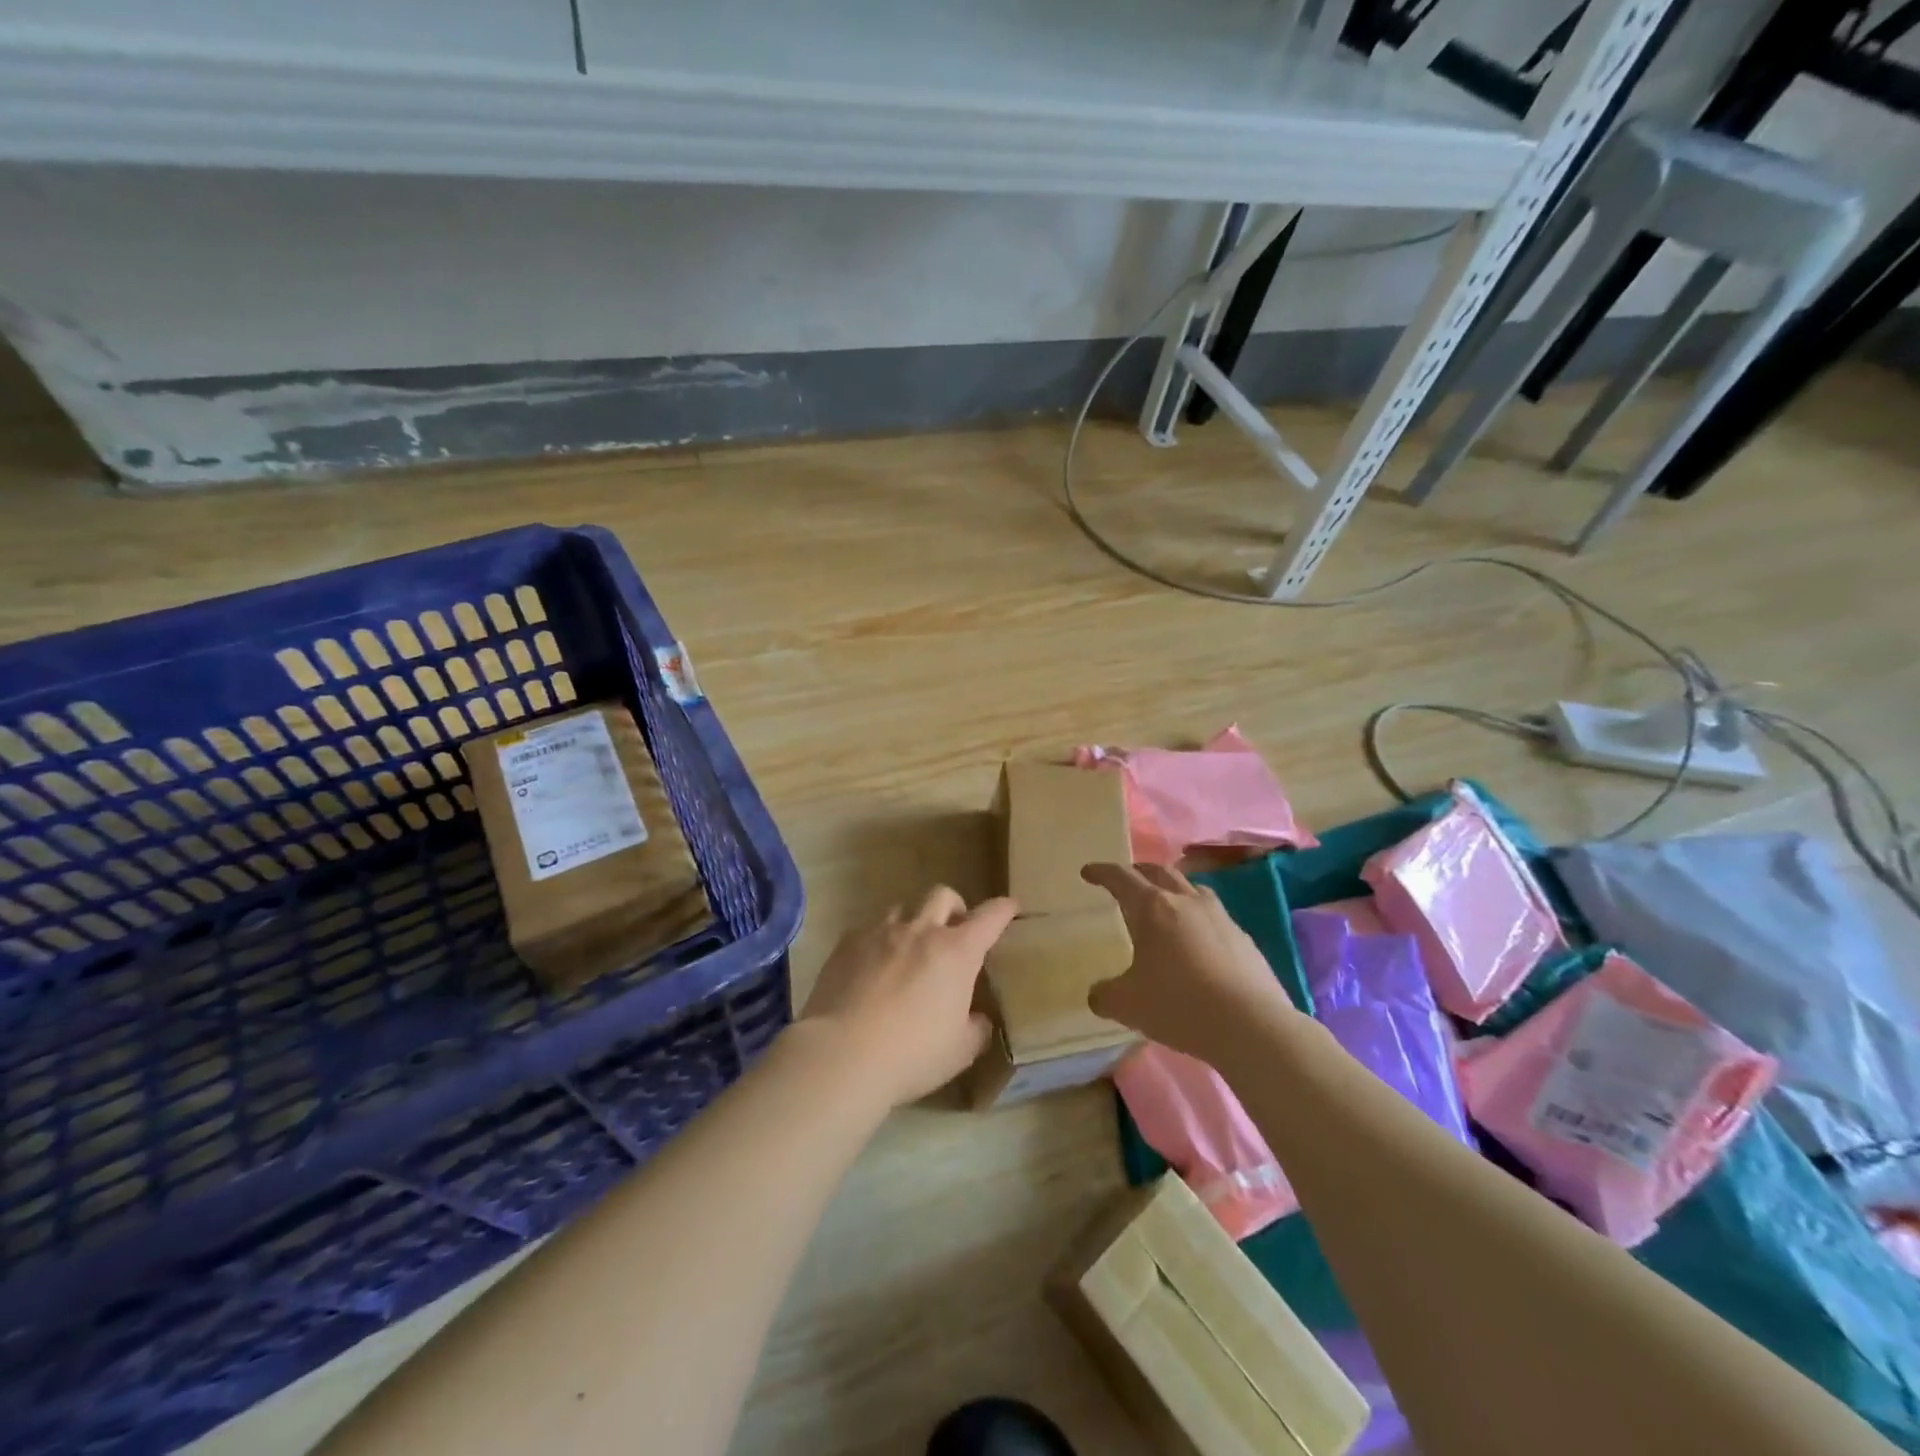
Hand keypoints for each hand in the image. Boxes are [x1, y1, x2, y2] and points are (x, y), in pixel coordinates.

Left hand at [800, 886, 1019, 1107]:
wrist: (842, 1054)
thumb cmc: (912, 1054)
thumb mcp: (960, 1051)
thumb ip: (976, 1028)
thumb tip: (978, 1019)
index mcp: (956, 952)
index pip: (990, 917)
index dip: (1003, 909)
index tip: (1010, 907)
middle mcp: (921, 931)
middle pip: (942, 895)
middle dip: (954, 907)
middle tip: (953, 932)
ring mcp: (880, 932)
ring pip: (903, 908)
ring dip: (913, 923)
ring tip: (909, 950)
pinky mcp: (847, 943)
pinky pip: (868, 930)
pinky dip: (877, 942)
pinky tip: (871, 967)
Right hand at [1080, 863, 1299, 1064]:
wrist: (1251, 1025)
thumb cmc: (1179, 1005)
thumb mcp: (1128, 1005)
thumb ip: (1105, 995)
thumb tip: (1097, 994)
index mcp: (1152, 908)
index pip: (1121, 878)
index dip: (1102, 872)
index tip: (1088, 872)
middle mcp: (1186, 902)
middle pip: (1159, 871)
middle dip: (1138, 871)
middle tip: (1126, 880)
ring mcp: (1220, 917)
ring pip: (1192, 888)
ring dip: (1173, 888)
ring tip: (1165, 902)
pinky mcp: (1243, 938)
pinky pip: (1214, 915)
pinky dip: (1198, 917)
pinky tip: (1198, 940)